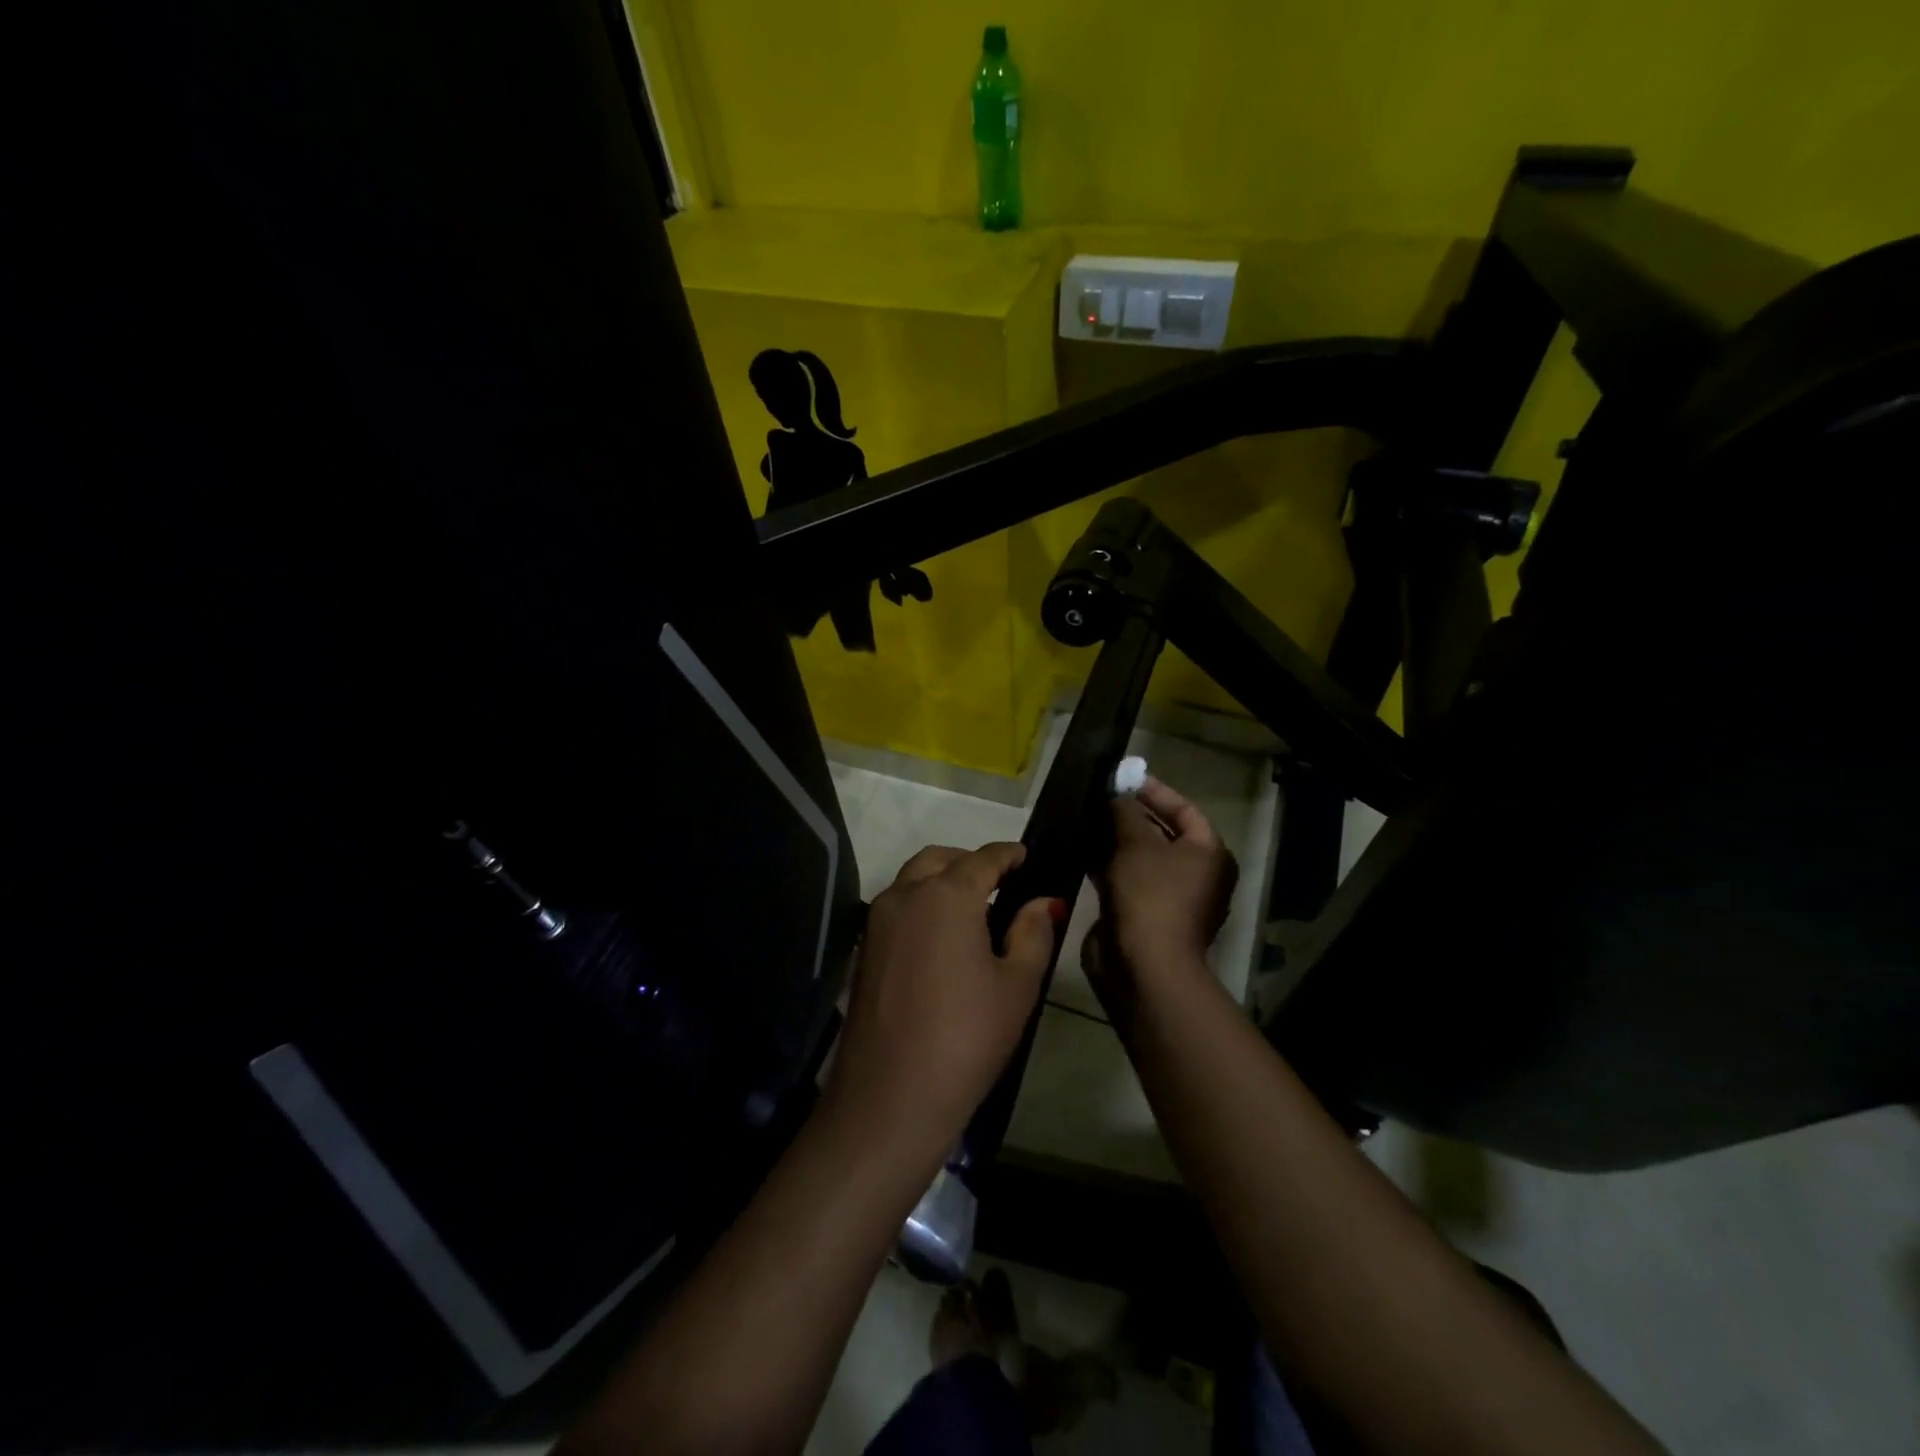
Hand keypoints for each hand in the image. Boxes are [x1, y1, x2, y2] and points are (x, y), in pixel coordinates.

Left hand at [825, 843, 1060, 1161]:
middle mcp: (905, 895)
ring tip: (975, 910)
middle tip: (1001, 883)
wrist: (890, 1098)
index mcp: (946, 895)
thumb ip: (1032, 932)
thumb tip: (1042, 901)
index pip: (983, 858)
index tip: (1027, 856)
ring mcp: (877, 921)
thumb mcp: (1017, 985)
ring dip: (943, 880)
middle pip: (941, 860)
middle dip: (971, 862)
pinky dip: (922, 904)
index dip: (1009, 854)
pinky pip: (898, 907)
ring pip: (913, 880)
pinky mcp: (864, 949)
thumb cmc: (967, 1037)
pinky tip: (944, 938)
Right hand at [1083, 779, 1236, 1012]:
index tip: (1122, 778)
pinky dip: (1104, 865)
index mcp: (1208, 854)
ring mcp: (1167, 897)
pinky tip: (1077, 850)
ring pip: (1138, 858)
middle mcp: (1194, 875)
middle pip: (1161, 833)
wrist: (1144, 967)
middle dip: (1128, 815)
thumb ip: (1124, 812)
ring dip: (1112, 840)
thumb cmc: (1150, 895)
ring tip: (1082, 818)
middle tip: (1097, 797)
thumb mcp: (1136, 843)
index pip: (1184, 809)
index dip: (1154, 791)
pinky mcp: (1141, 915)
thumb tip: (1114, 794)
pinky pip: (1123, 880)